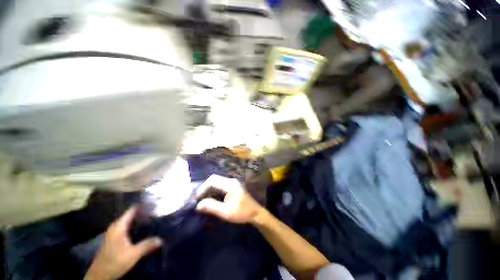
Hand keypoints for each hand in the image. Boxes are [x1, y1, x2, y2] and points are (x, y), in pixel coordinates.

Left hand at [84, 206, 161, 279]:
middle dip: (142, 213)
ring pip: (127, 222)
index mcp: (119, 226)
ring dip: (138, 220)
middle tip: (156, 212)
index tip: (154, 203)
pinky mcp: (113, 239)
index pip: (131, 210)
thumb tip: (161, 239)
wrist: (99, 275)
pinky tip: (141, 230)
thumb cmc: (115, 262)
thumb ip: (147, 245)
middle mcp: (115, 227)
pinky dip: (133, 226)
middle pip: (130, 215)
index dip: (142, 206)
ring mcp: (112, 233)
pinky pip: (125, 227)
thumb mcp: (133, 254)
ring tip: (152, 219)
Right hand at [195, 175, 263, 223]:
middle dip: (205, 189)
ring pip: (217, 182)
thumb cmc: (242, 213)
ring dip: (209, 190)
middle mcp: (231, 181)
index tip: (197, 199)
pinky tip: (211, 199)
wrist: (255, 213)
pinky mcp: (233, 187)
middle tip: (198, 200)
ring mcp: (233, 183)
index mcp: (230, 184)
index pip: (212, 180)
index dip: (202, 188)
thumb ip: (212, 207)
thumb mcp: (226, 212)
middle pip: (214, 179)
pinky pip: (221, 185)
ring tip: (203, 200)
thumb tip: (198, 205)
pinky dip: (214, 191)